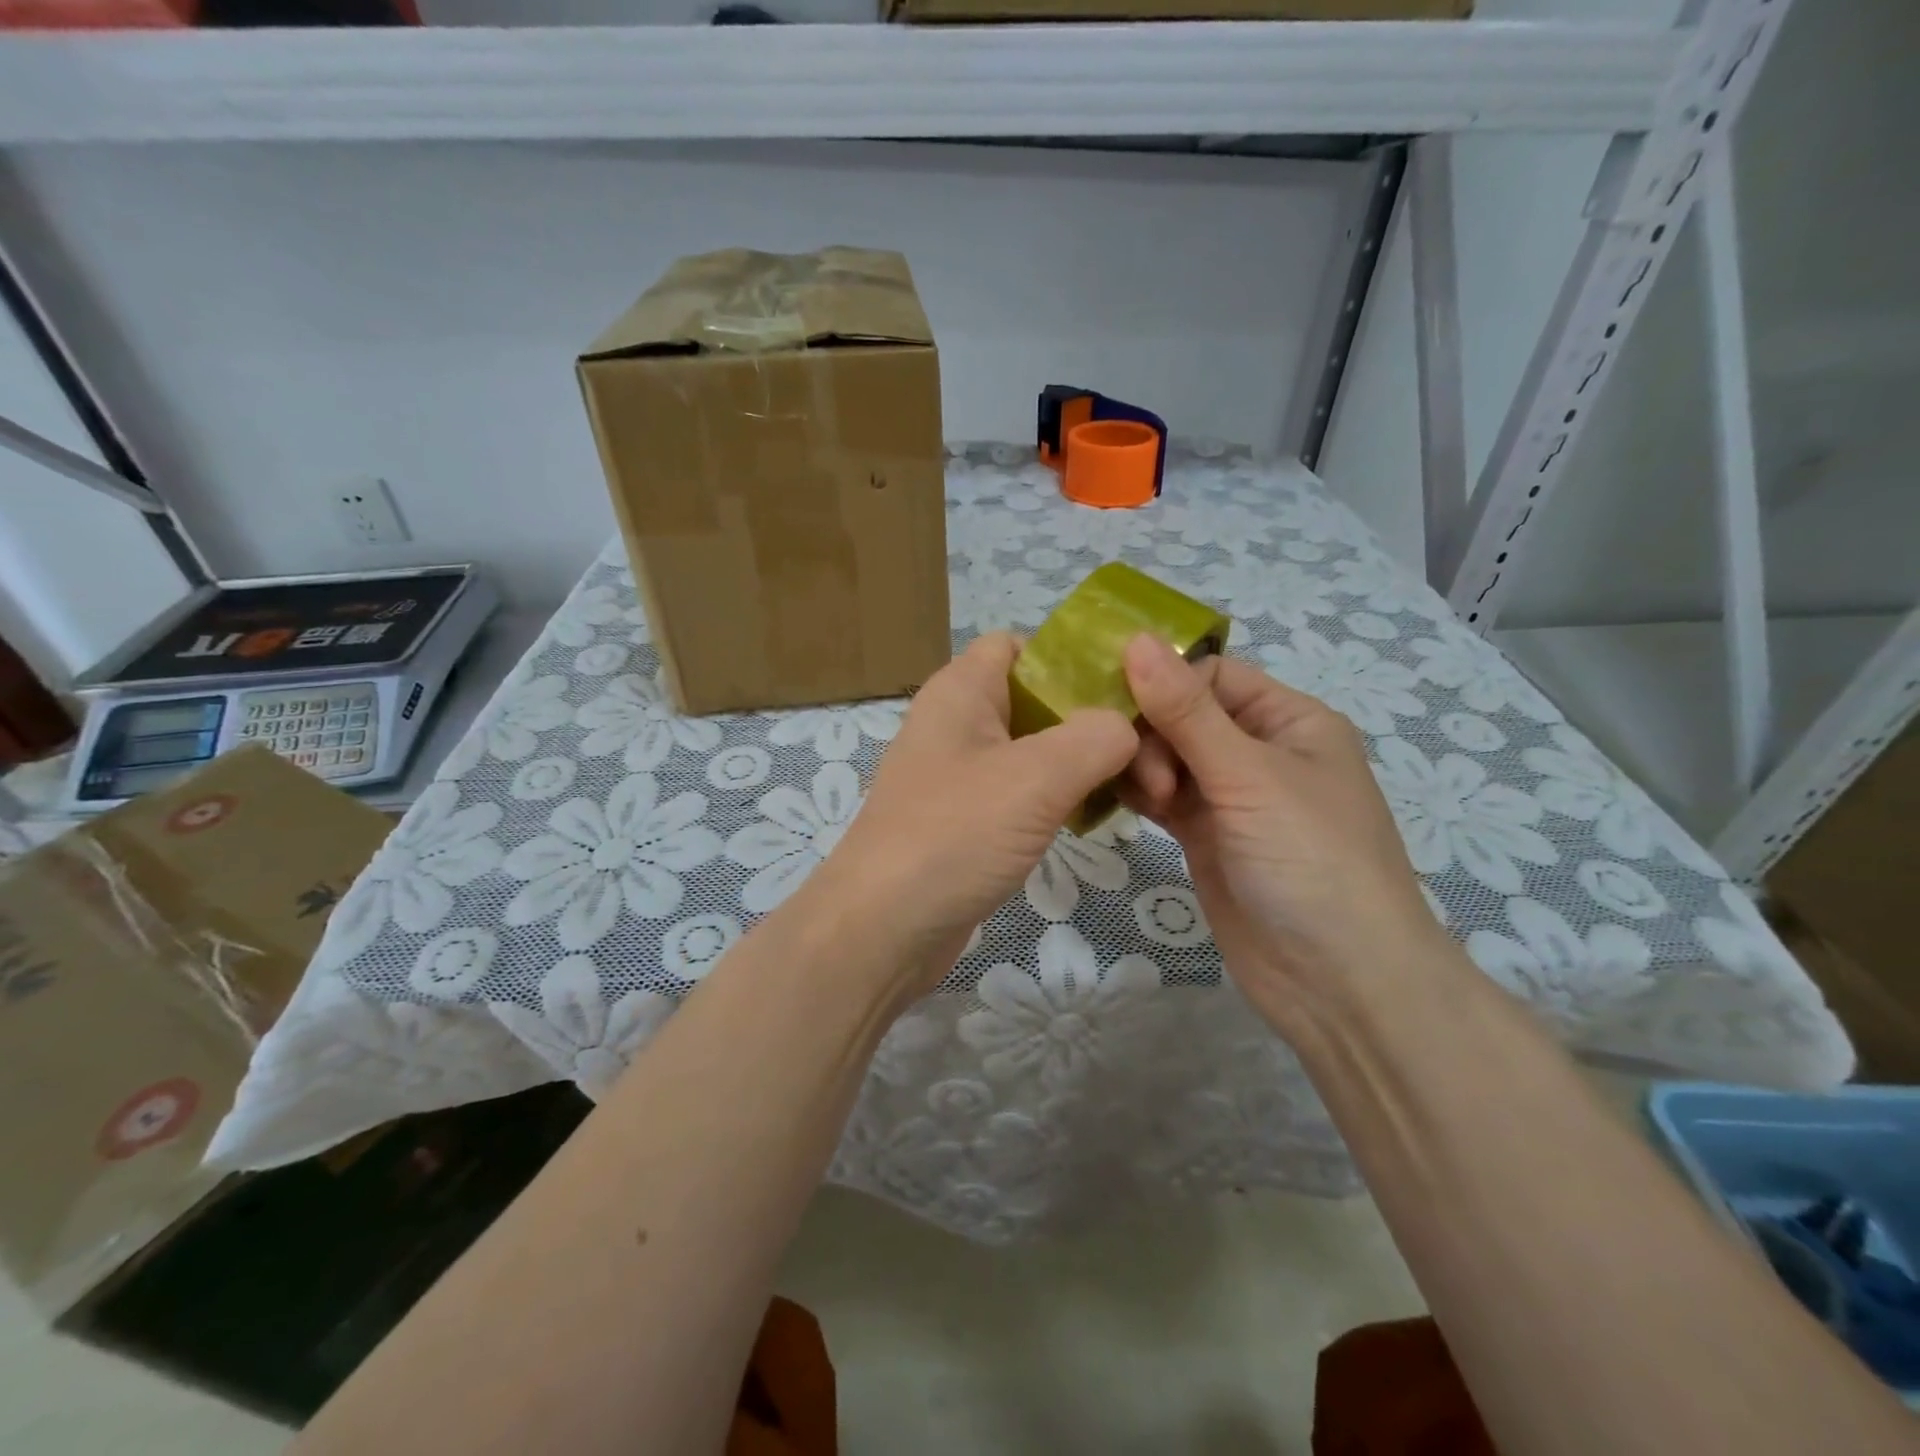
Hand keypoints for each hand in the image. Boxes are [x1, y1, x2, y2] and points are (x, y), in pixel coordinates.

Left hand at [813, 633, 1137, 992]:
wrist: (884, 928)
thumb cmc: (954, 834)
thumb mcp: (1036, 777)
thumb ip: (1095, 737)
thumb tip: (1125, 728)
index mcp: (962, 690)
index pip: (1021, 645)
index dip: (1073, 658)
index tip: (1128, 692)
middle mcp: (958, 722)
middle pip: (1038, 698)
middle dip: (1095, 721)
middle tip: (1153, 758)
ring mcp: (960, 773)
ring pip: (1036, 749)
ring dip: (1084, 764)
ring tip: (1141, 791)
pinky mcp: (967, 818)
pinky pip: (1023, 791)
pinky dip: (1060, 797)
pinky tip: (1096, 816)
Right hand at [1118, 634, 1445, 1020]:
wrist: (1338, 982)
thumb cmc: (1311, 860)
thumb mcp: (1250, 776)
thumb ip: (1186, 712)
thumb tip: (1136, 639)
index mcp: (1290, 720)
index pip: (1212, 674)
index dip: (1166, 682)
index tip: (1120, 706)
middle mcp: (1259, 751)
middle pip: (1183, 714)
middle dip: (1153, 733)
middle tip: (1146, 776)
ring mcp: (1230, 797)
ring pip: (1167, 756)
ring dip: (1142, 765)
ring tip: (1146, 800)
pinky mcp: (1205, 836)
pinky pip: (1161, 797)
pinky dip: (1138, 793)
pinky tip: (1115, 799)